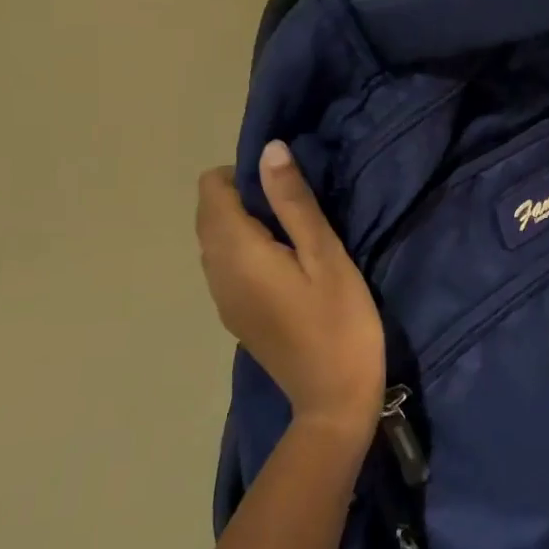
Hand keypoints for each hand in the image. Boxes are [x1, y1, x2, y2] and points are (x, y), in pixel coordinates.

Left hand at [196, 142, 384, 432]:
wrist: (334, 400)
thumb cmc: (340, 321)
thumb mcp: (326, 255)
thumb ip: (294, 202)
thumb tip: (269, 149)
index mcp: (236, 252)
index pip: (211, 190)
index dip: (244, 175)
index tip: (288, 185)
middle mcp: (216, 272)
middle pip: (209, 214)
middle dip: (244, 196)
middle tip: (298, 207)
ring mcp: (222, 298)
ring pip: (215, 240)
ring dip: (245, 223)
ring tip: (297, 233)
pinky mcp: (235, 315)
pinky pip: (226, 265)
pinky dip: (246, 249)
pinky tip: (287, 265)